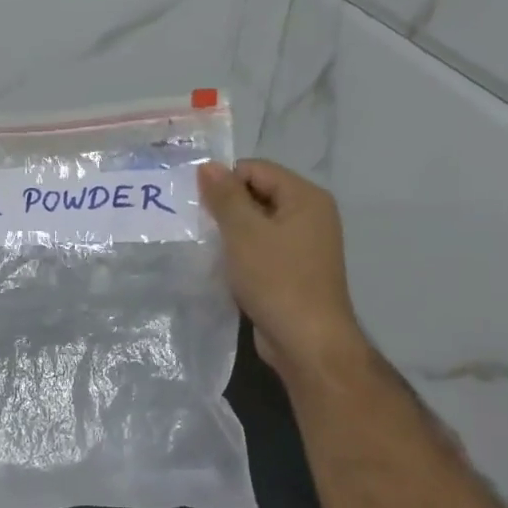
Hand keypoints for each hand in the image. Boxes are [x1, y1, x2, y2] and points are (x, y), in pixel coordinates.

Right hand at [198, 159, 366, 380]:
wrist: (306, 342)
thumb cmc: (277, 280)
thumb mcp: (244, 233)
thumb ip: (225, 196)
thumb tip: (208, 166)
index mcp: (305, 198)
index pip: (256, 169)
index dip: (225, 181)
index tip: (198, 204)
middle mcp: (310, 216)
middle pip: (258, 194)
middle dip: (226, 206)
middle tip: (197, 225)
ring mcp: (304, 245)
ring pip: (257, 224)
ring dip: (231, 232)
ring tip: (205, 245)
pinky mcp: (293, 271)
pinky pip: (261, 248)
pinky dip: (241, 253)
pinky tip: (221, 266)